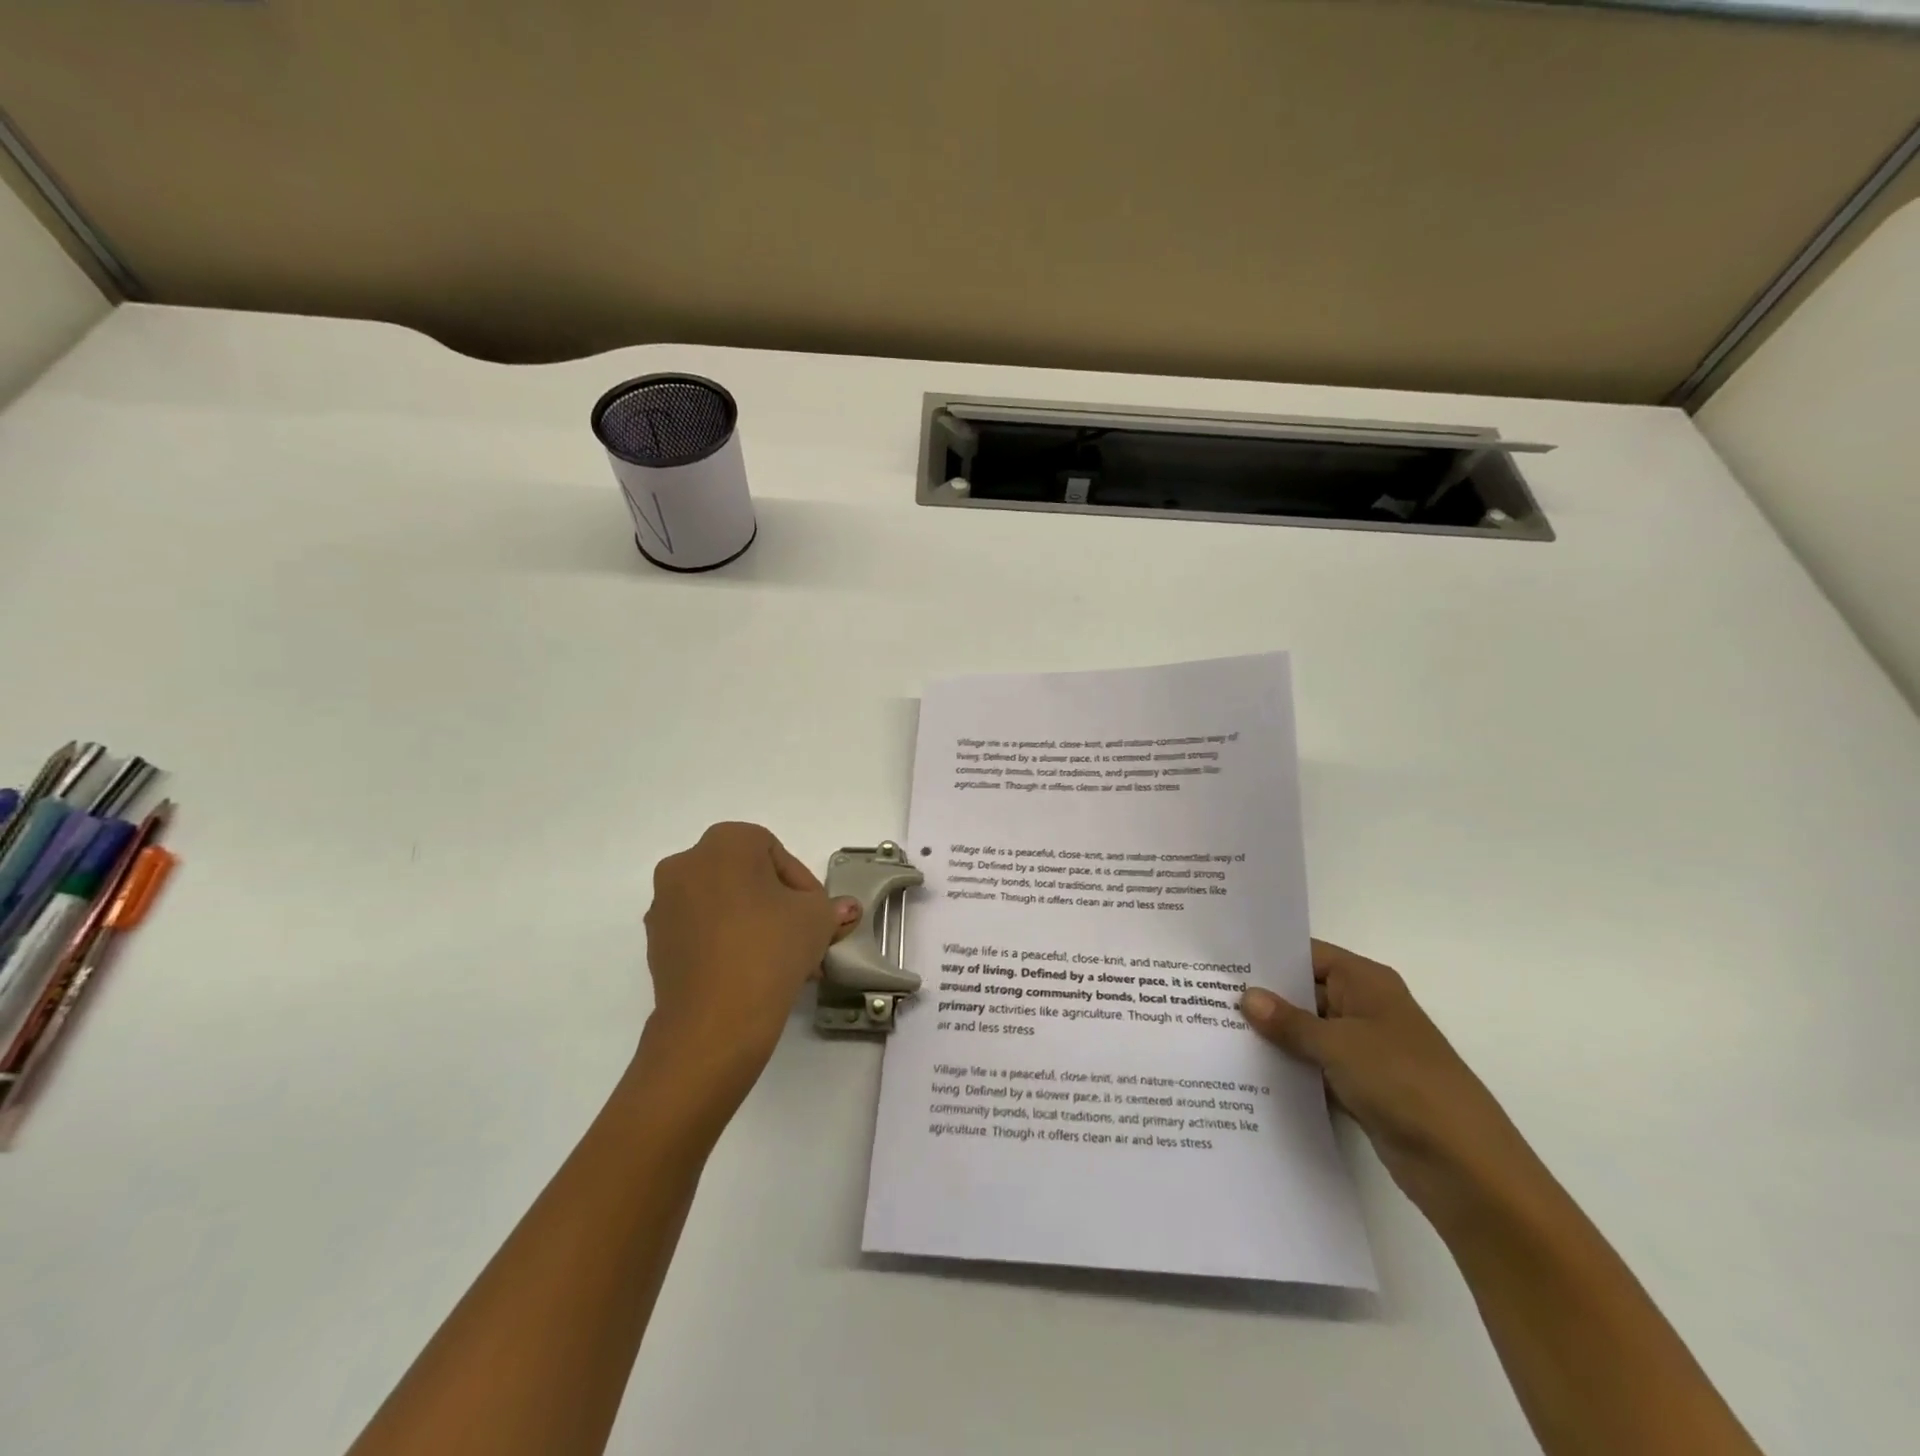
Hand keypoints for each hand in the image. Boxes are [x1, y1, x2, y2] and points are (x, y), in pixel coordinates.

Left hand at [638, 822, 858, 1114]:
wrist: (714, 1021)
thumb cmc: (769, 948)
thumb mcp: (817, 920)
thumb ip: (831, 906)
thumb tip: (845, 909)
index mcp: (724, 842)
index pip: (774, 851)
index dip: (803, 883)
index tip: (817, 915)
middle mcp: (686, 863)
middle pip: (746, 877)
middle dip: (779, 906)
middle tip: (805, 937)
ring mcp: (664, 904)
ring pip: (724, 905)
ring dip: (754, 925)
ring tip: (784, 961)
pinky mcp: (656, 943)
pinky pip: (702, 931)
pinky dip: (727, 943)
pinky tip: (753, 973)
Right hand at [1241, 940, 1542, 1225]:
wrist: (1467, 1168)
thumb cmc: (1405, 1084)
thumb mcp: (1339, 1045)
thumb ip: (1289, 1021)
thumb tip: (1246, 996)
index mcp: (1365, 983)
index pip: (1306, 954)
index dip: (1266, 955)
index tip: (1219, 958)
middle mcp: (1363, 1008)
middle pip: (1303, 993)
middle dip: (1261, 997)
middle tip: (1203, 995)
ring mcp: (1363, 1050)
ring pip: (1306, 1033)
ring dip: (1272, 1037)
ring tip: (1213, 1031)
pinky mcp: (1360, 1088)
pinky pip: (1314, 1068)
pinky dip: (1288, 1069)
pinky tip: (1245, 1072)